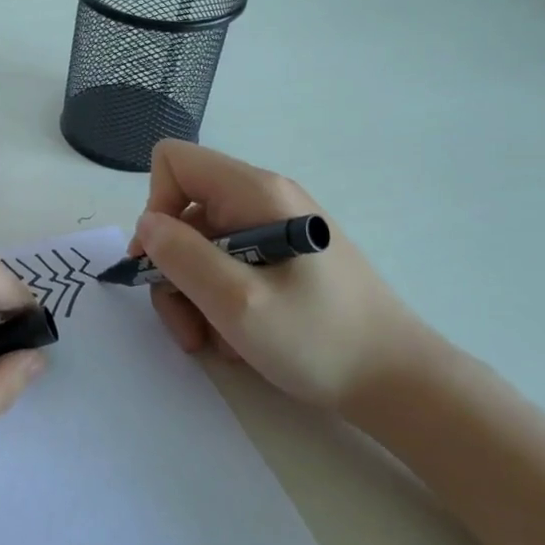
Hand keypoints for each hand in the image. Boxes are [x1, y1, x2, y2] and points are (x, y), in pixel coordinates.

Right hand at [131, 140, 444, 415]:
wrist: (398, 381)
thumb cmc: (319, 339)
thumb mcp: (237, 301)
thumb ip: (182, 256)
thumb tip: (147, 225)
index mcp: (255, 192)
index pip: (174, 162)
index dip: (155, 206)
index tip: (159, 261)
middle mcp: (263, 200)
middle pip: (184, 214)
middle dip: (172, 270)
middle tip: (186, 325)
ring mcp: (274, 230)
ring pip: (201, 248)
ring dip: (193, 296)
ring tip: (212, 342)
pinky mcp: (283, 260)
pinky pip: (228, 267)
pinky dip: (219, 302)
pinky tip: (238, 339)